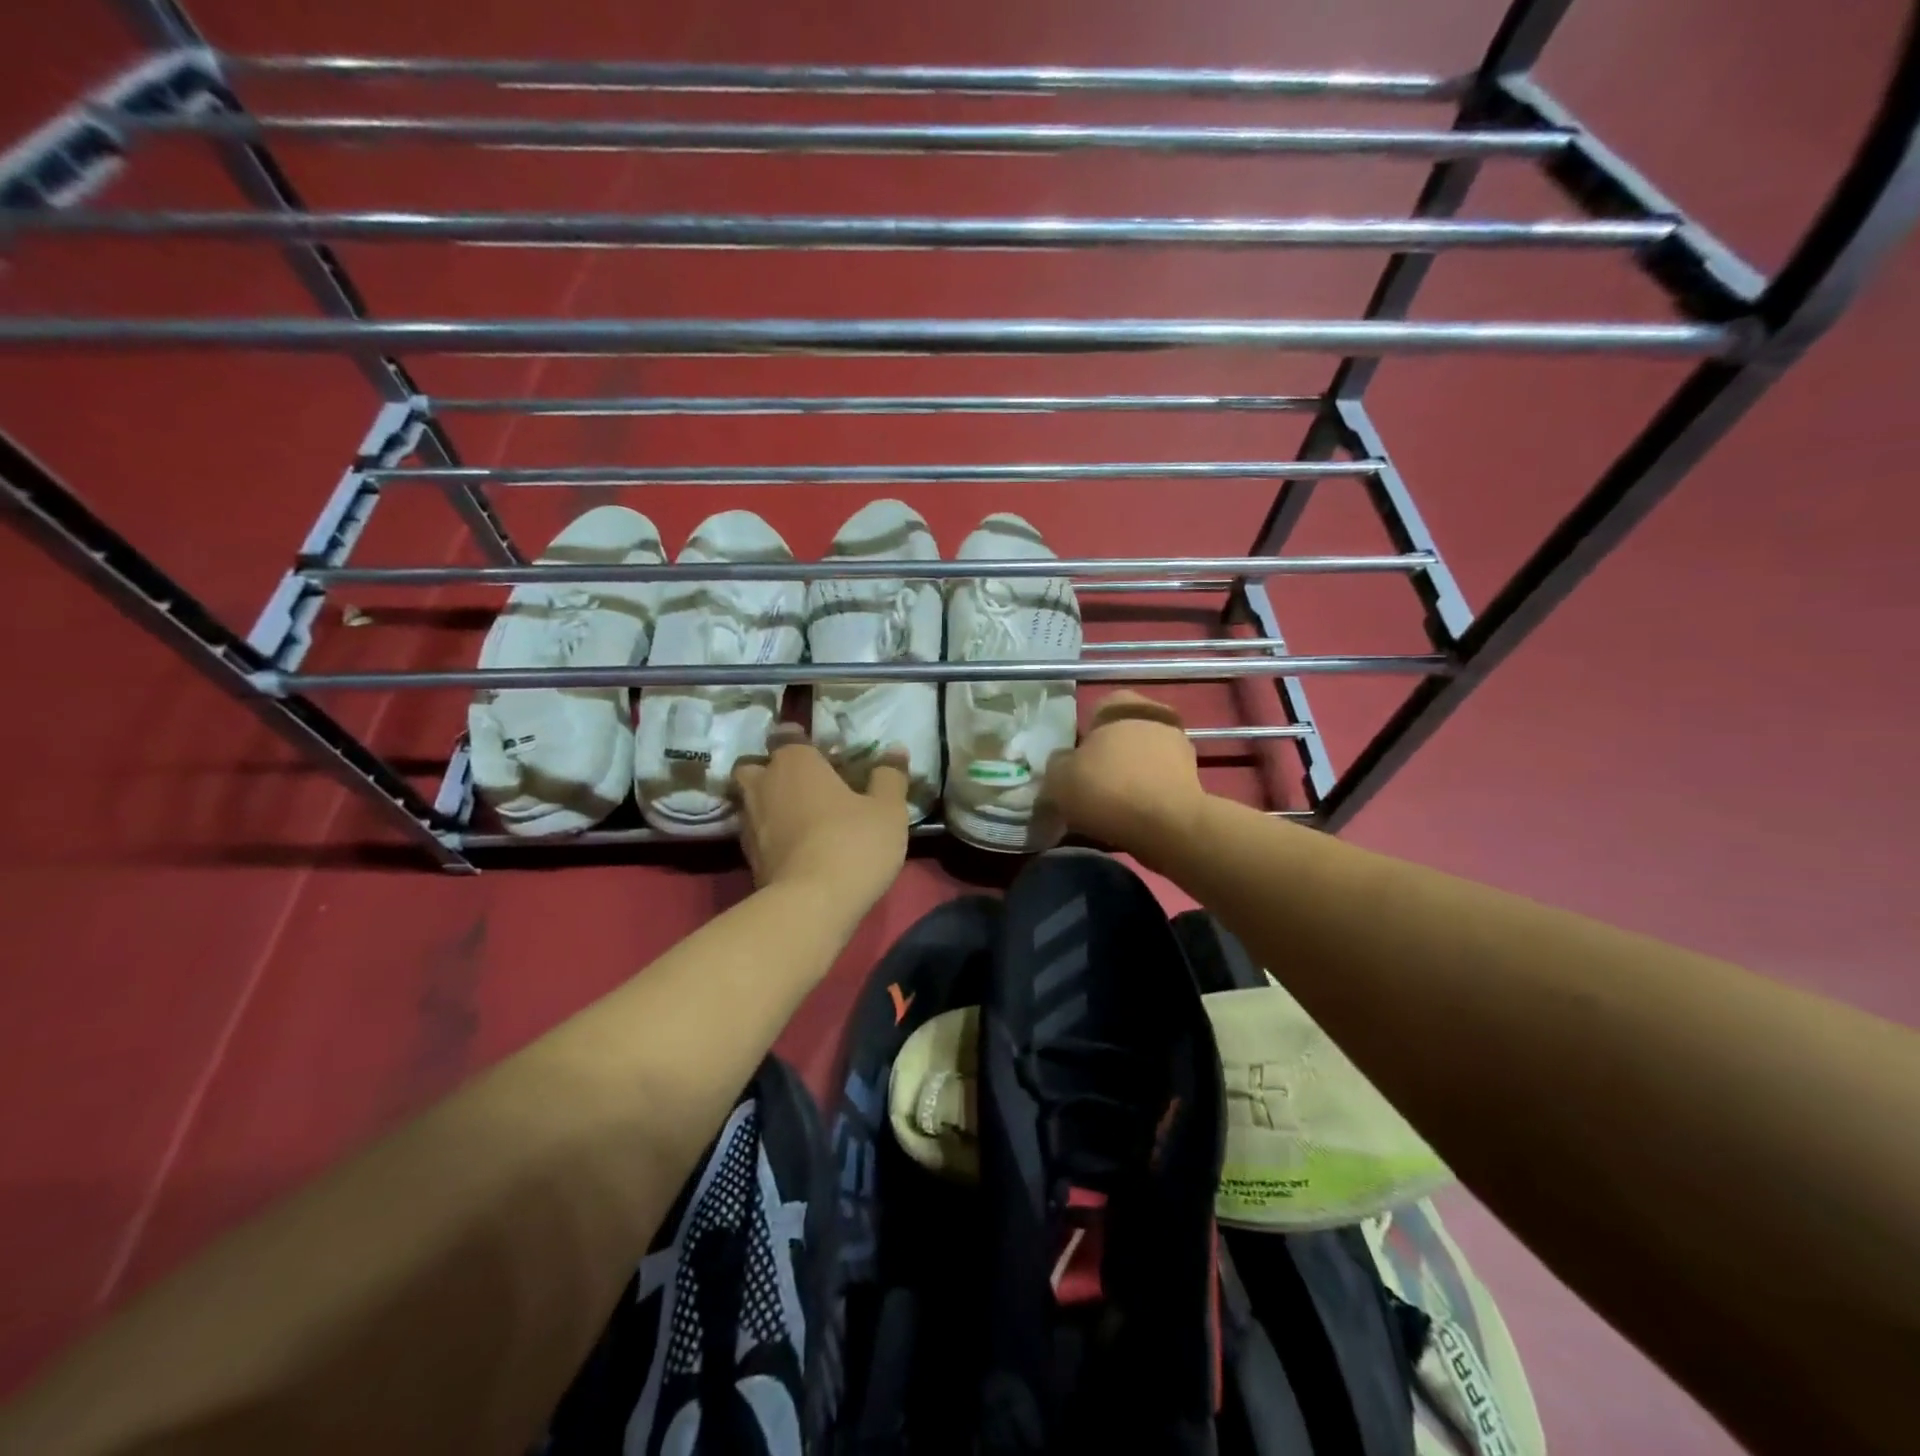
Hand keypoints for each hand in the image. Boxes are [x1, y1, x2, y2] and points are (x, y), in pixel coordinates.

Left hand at [733, 725, 910, 907]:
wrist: (811, 906)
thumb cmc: (853, 844)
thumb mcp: (888, 810)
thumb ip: (889, 776)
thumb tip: (895, 750)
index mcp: (795, 762)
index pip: (786, 735)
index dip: (799, 739)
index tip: (819, 751)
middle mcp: (764, 785)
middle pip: (755, 766)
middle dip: (771, 771)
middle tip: (802, 784)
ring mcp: (749, 823)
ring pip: (751, 801)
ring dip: (769, 804)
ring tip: (799, 817)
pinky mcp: (747, 858)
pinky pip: (756, 833)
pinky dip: (770, 835)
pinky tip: (795, 846)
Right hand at [1041, 691, 1207, 855]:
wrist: (1168, 826)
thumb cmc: (1108, 788)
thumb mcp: (1059, 777)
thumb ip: (1057, 763)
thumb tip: (1064, 763)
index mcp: (1121, 705)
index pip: (1096, 710)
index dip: (1082, 736)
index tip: (1074, 763)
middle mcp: (1154, 717)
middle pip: (1121, 736)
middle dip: (1107, 758)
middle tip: (1088, 785)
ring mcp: (1179, 748)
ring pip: (1141, 760)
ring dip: (1127, 778)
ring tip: (1107, 808)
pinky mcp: (1193, 779)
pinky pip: (1157, 784)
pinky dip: (1145, 798)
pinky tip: (1130, 818)